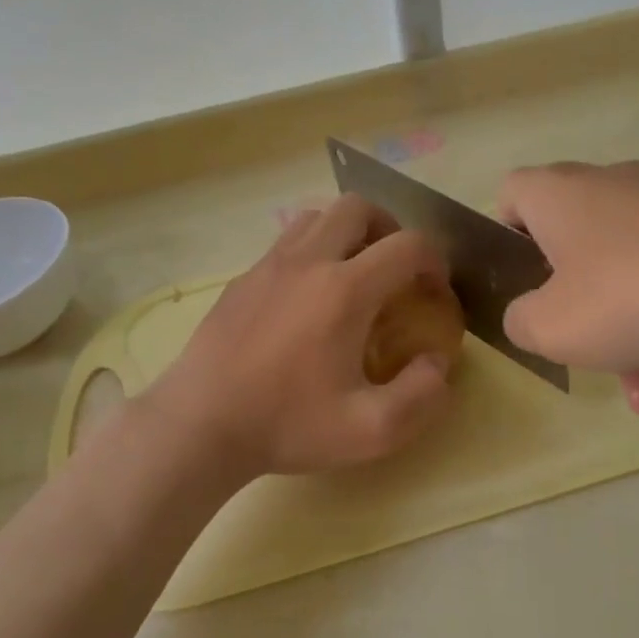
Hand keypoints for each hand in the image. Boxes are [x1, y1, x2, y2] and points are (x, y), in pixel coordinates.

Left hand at [143, 195, 453, 480]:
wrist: (201, 425)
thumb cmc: (288, 425)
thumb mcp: (372, 430)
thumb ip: (422, 395)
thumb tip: (438, 363)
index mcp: (345, 290)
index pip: (408, 245)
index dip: (435, 260)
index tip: (434, 290)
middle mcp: (308, 261)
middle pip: (358, 207)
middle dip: (389, 229)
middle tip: (394, 270)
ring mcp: (268, 265)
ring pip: (317, 216)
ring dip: (346, 233)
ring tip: (353, 275)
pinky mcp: (242, 279)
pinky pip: (286, 242)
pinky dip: (311, 251)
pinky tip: (306, 299)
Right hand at [497, 161, 638, 415]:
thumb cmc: (635, 295)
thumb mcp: (552, 327)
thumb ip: (520, 322)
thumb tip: (533, 315)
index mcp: (559, 194)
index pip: (512, 197)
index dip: (507, 242)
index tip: (526, 290)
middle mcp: (611, 186)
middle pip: (576, 256)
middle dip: (587, 324)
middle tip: (603, 371)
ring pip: (632, 278)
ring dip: (637, 344)